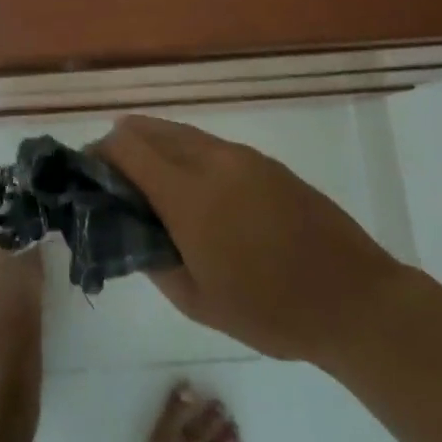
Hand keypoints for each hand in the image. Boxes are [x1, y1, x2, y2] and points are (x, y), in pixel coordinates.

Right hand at [95, 116, 404, 364]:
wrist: (354, 298)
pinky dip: (185, 153)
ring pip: (181, 132)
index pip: (128, 147)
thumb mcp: (199, 302)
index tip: (88, 174)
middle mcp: (212, 161)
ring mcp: (242, 156)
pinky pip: (210, 144)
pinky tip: (192, 187)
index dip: (100, 153)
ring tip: (147, 181)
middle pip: (151, 129)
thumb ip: (155, 261)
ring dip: (155, 146)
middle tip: (112, 178)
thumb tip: (132, 232)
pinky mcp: (264, 161)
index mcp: (189, 196)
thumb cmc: (271, 311)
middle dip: (123, 144)